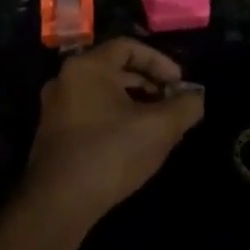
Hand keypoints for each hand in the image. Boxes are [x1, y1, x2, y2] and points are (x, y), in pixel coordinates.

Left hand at [23, 39, 203, 228]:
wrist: (58, 203)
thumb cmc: (110, 153)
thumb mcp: (159, 128)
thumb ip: (185, 107)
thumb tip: (196, 98)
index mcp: (87, 67)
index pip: (128, 47)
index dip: (160, 62)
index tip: (180, 84)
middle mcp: (66, 79)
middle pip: (114, 69)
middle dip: (149, 84)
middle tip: (173, 105)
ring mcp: (56, 107)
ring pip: (103, 93)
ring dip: (134, 103)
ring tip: (158, 125)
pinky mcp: (54, 133)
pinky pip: (90, 112)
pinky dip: (115, 118)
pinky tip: (133, 142)